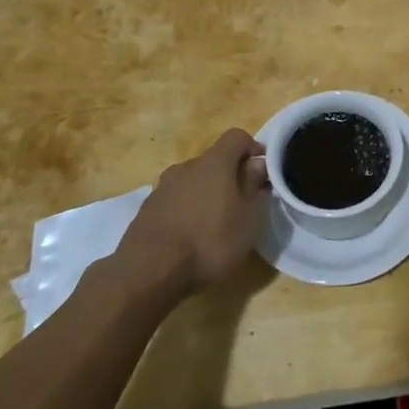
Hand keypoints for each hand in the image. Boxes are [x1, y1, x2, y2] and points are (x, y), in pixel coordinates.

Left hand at [116, 129, 270, 297]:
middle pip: (213, 160)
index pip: (236, 136)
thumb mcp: (248, 219)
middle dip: (229, 176)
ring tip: (214, 223)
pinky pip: (174, 200)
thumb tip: (258, 165)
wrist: (148, 272)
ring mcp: (162, 187)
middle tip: (240, 203)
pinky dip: (186, 210)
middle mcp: (186, 166)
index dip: (252, 148)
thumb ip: (255, 187)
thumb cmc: (209, 242)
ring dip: (206, 194)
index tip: (262, 171)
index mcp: (214, 162)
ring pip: (192, 181)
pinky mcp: (146, 210)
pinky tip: (189, 236)